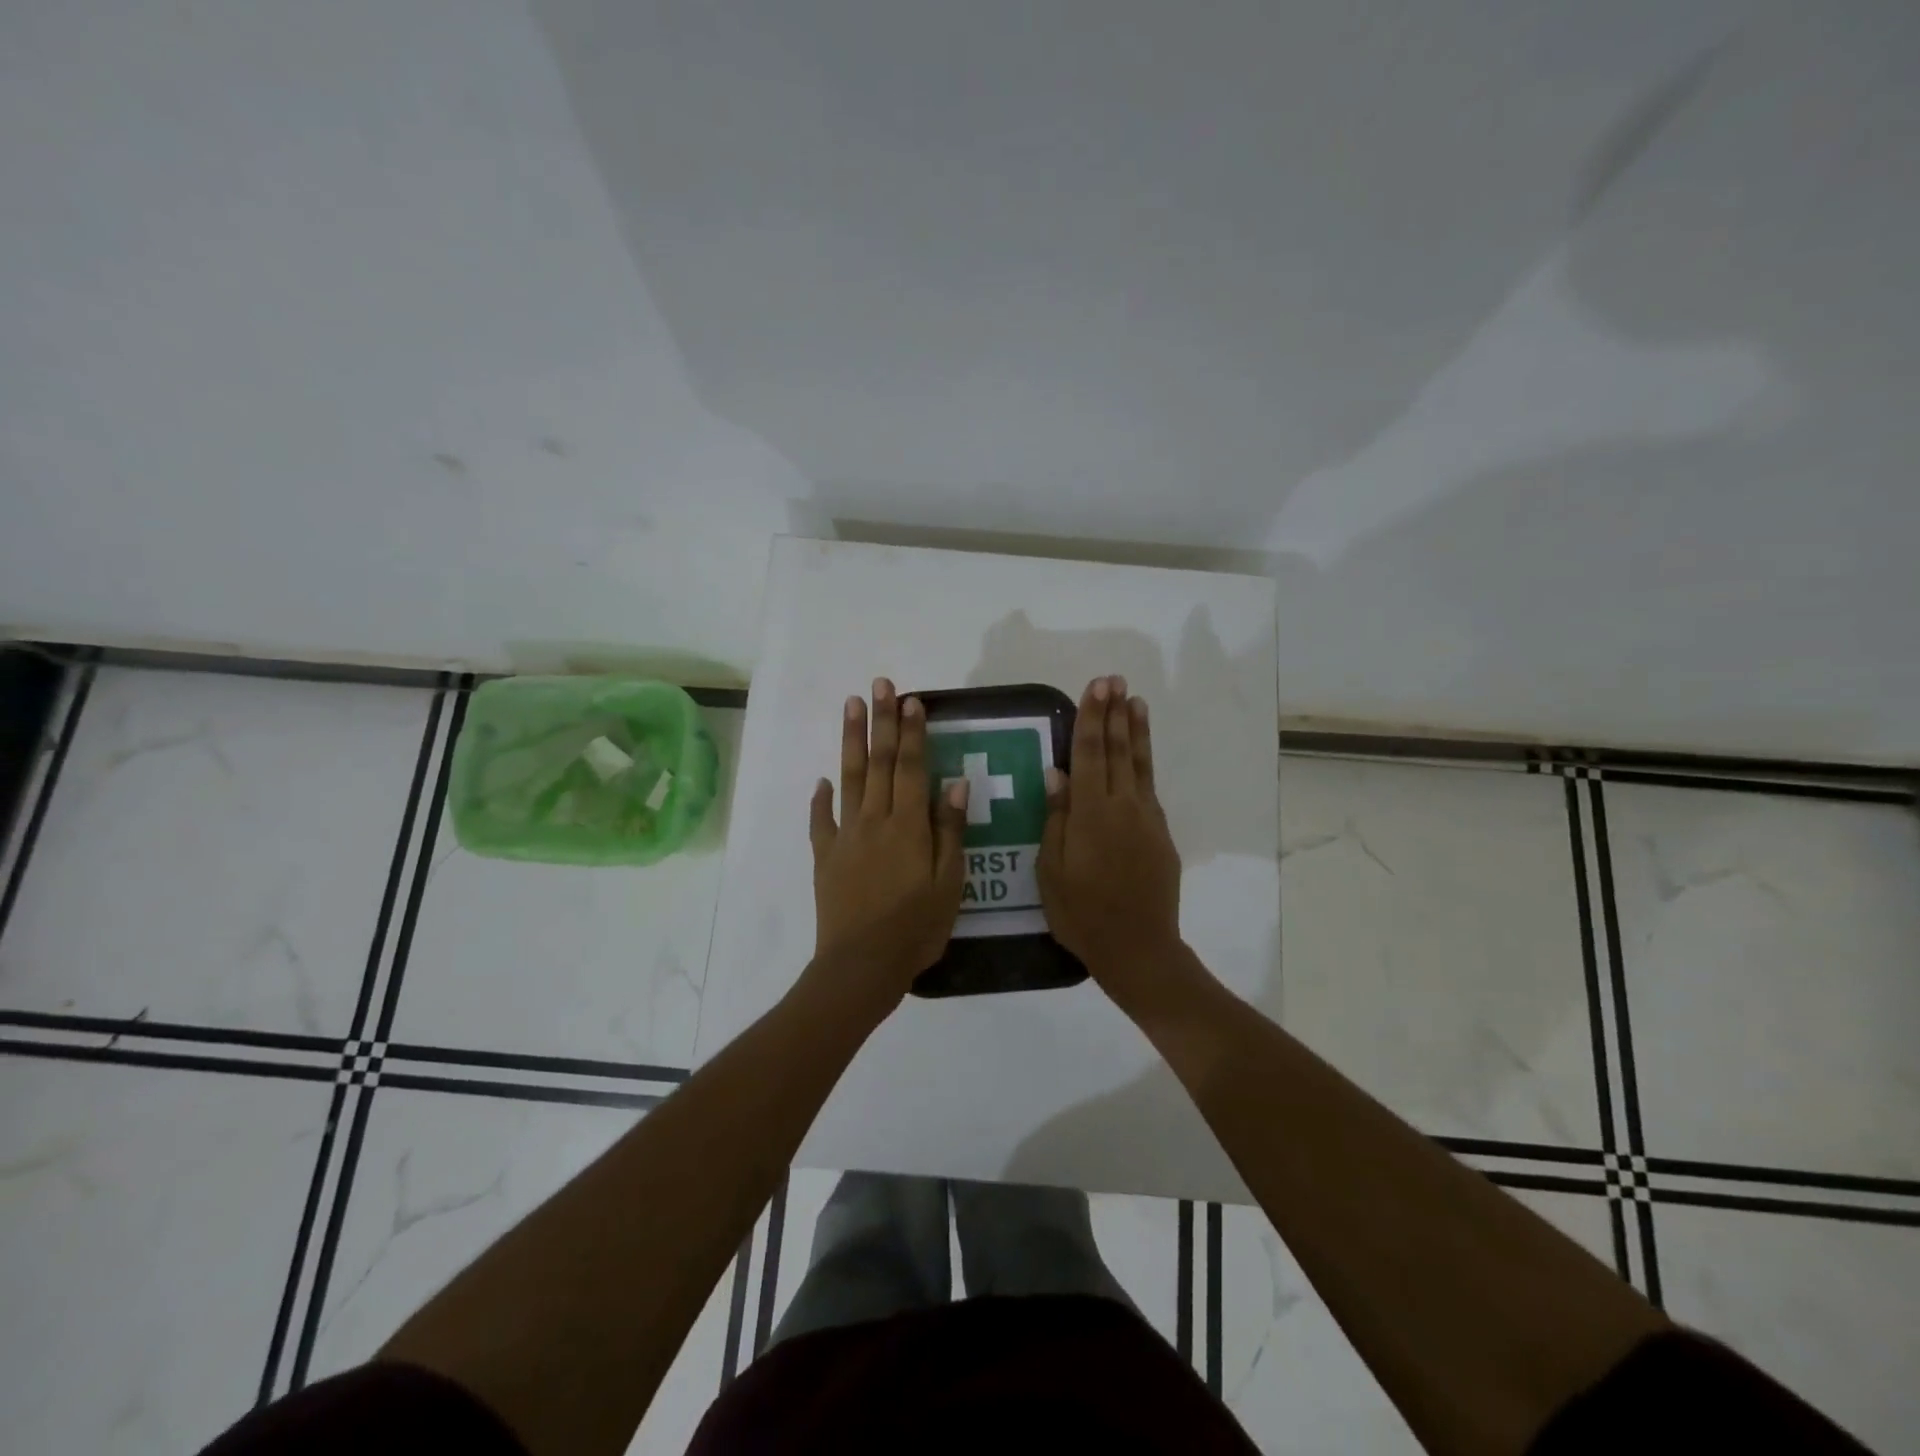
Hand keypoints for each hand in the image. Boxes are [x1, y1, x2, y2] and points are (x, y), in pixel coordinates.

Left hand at [808, 678, 969, 997]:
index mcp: (909, 826)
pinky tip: (821, 780)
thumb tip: (954, 783)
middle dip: (881, 721)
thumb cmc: (915, 927)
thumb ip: (950, 831)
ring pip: (848, 779)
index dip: (912, 732)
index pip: (910, 767)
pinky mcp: (825, 857)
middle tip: (880, 684)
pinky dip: (820, 798)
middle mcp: (875, 820)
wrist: (861, 965)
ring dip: (850, 741)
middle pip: (878, 762)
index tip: (912, 700)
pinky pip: (821, 820)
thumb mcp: (949, 883)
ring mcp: (846, 836)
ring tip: (851, 706)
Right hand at [1037, 675, 1183, 1004]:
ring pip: (1140, 765)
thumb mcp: (1052, 871)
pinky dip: (1144, 763)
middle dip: (1115, 713)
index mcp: (1092, 814)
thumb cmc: (1082, 914)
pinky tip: (1139, 753)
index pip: (1091, 754)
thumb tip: (1058, 773)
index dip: (1093, 718)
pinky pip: (1148, 788)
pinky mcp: (1160, 834)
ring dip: (1137, 731)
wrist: (1139, 948)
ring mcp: (1147, 819)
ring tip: (1137, 701)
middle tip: (1115, 680)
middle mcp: (1124, 807)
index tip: (1097, 687)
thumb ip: (1057, 819)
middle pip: (1119, 751)